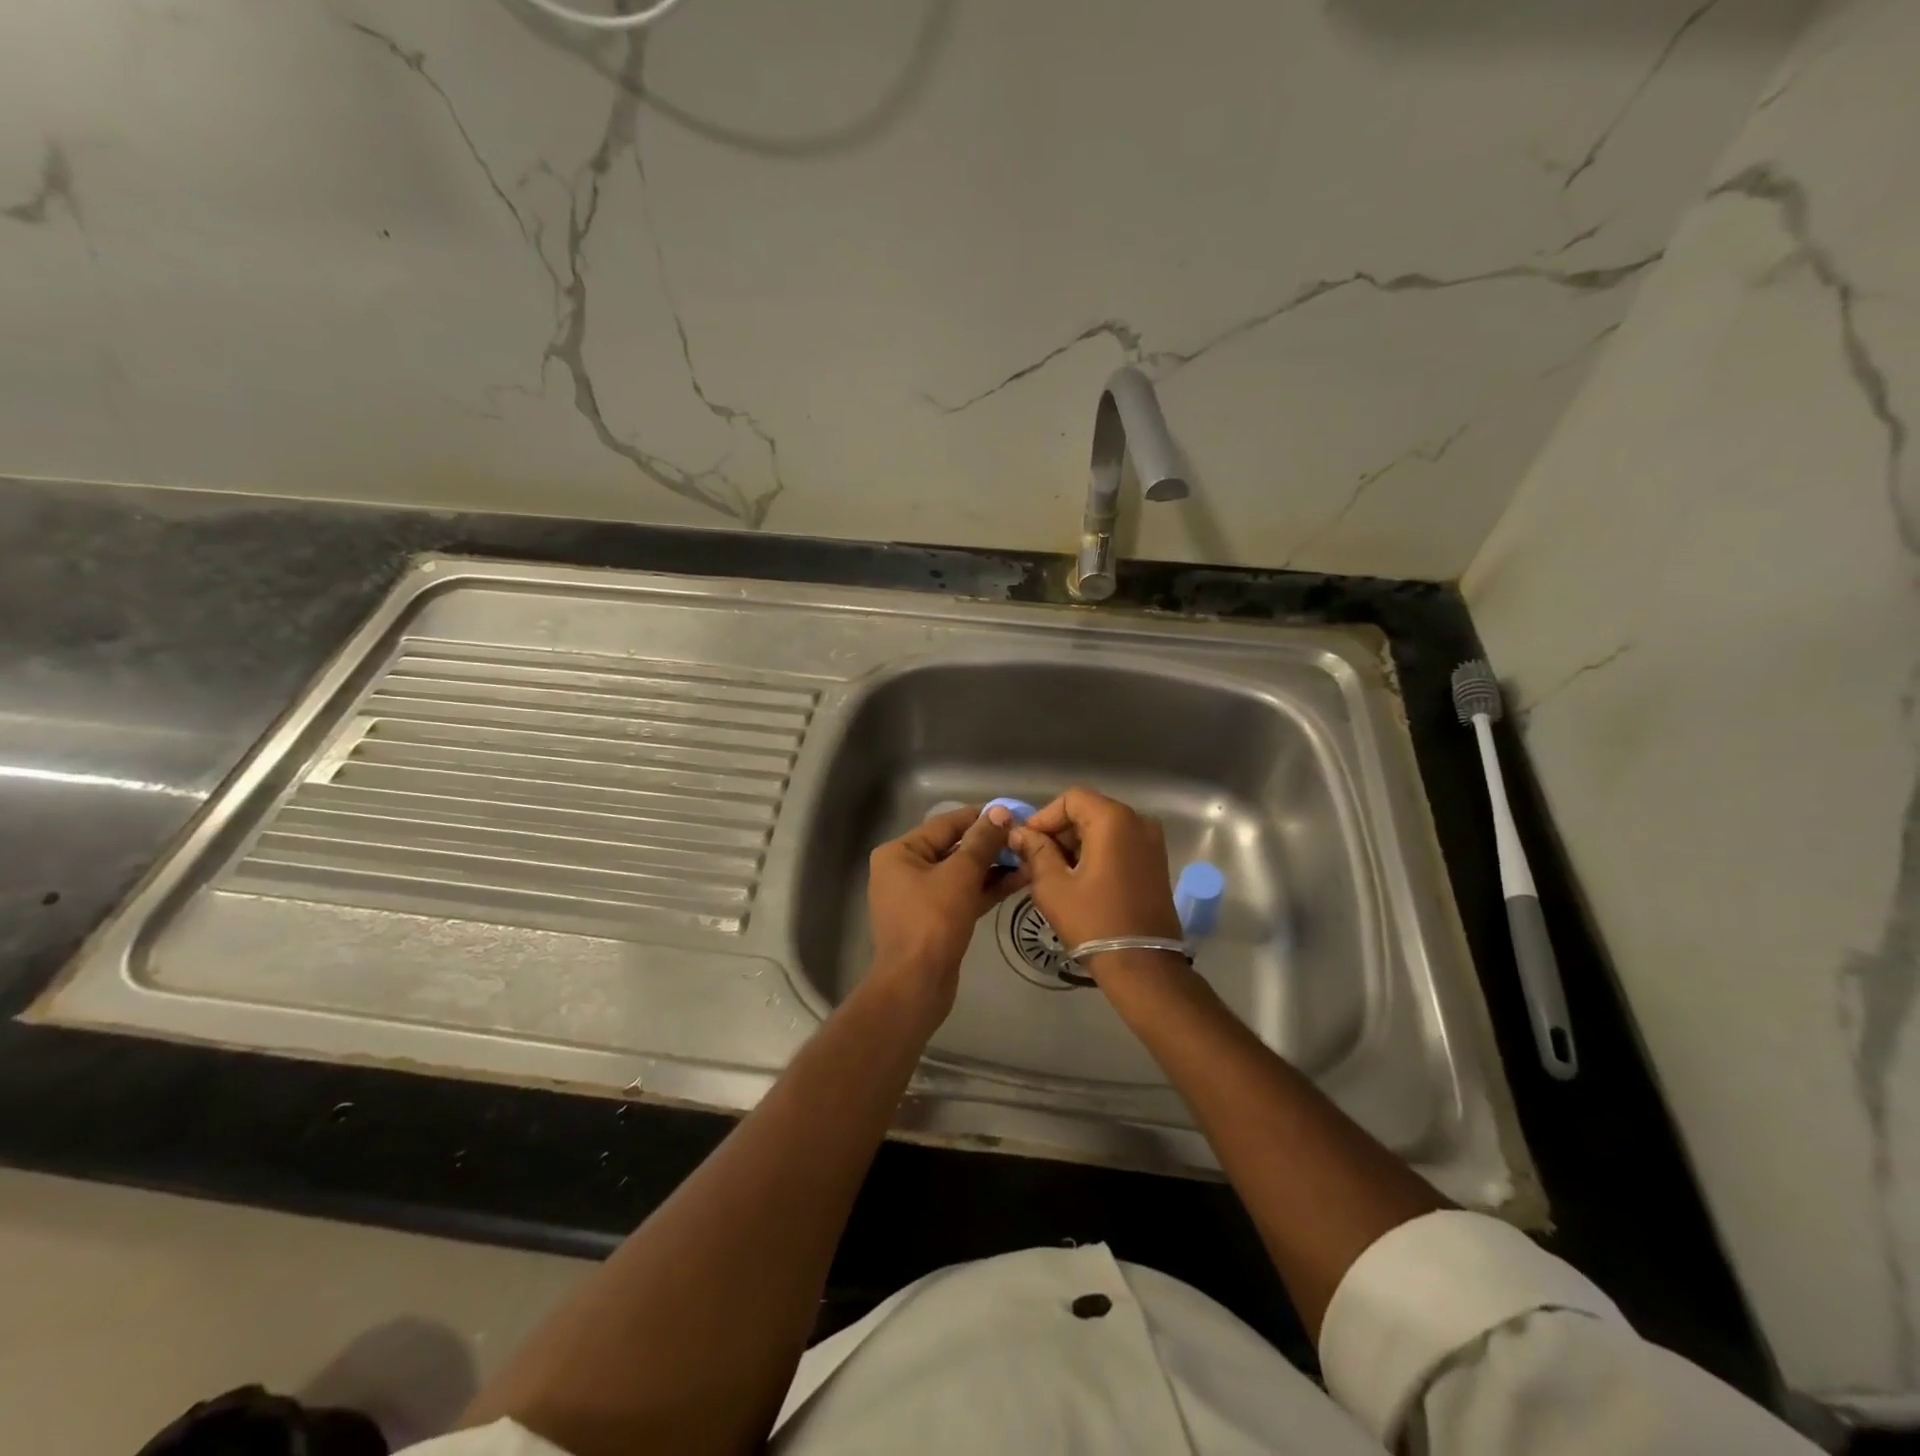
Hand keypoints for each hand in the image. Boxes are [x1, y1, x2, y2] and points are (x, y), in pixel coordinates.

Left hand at [865, 804, 1027, 1021]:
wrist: (916, 986)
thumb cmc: (932, 922)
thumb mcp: (960, 875)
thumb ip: (982, 841)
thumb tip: (1000, 811)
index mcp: (900, 852)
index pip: (946, 824)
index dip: (982, 817)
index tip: (1015, 813)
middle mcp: (905, 870)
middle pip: (954, 848)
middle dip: (991, 844)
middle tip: (1026, 838)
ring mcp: (919, 897)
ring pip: (962, 873)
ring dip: (994, 867)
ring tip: (1030, 858)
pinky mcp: (935, 920)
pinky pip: (963, 895)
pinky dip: (987, 888)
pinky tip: (1019, 881)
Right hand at [1007, 788, 1182, 951]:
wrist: (1143, 965)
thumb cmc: (1094, 921)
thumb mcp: (1053, 885)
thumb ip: (1035, 851)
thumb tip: (1019, 834)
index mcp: (1114, 820)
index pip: (1071, 799)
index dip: (1044, 817)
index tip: (1026, 843)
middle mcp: (1138, 822)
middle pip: (1089, 812)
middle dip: (1059, 832)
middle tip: (1035, 860)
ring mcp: (1152, 843)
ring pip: (1104, 829)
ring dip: (1076, 844)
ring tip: (1053, 873)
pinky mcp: (1156, 863)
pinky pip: (1119, 845)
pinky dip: (1096, 854)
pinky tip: (1079, 881)